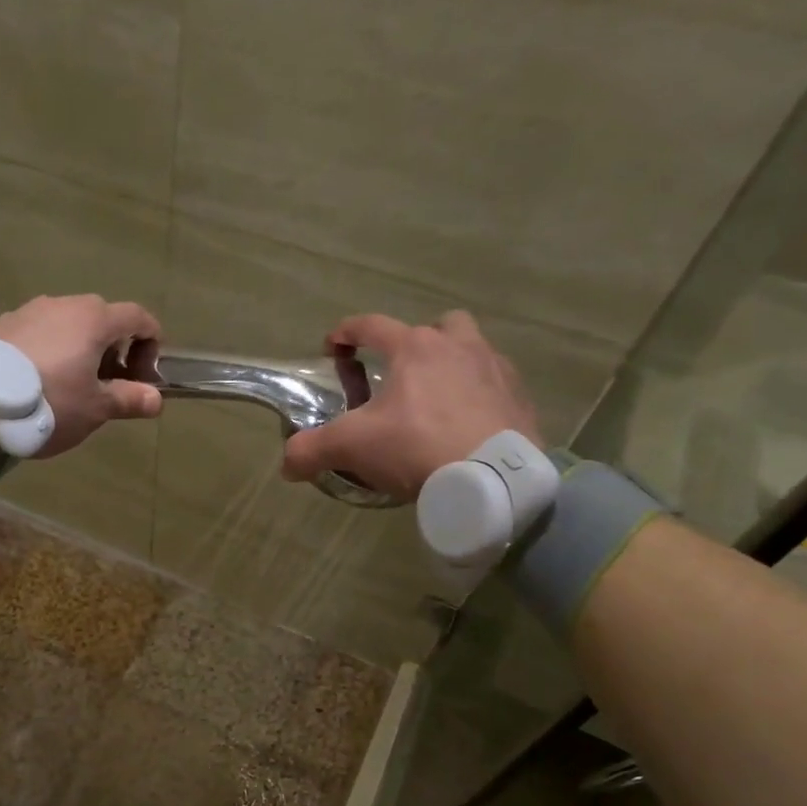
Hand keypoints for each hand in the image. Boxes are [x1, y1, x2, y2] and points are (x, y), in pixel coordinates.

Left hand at [0, 294, 163, 457]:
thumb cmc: (50, 403)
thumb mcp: (95, 408)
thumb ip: (129, 399)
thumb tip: (155, 400)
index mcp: (94, 319)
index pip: (138, 317)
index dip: (151, 343)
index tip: (144, 375)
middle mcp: (63, 304)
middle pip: (102, 319)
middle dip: (114, 349)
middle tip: (108, 385)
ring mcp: (29, 310)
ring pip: (68, 324)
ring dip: (80, 349)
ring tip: (70, 385)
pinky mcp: (2, 324)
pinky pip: (39, 332)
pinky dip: (50, 349)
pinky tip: (38, 380)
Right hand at [282, 311, 541, 501]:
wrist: (492, 480)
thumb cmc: (416, 447)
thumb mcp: (351, 447)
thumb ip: (311, 450)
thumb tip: (286, 464)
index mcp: (414, 348)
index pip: (371, 325)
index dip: (345, 333)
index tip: (332, 348)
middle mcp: (458, 347)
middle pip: (437, 326)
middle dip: (416, 342)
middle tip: (400, 374)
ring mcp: (495, 369)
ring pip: (472, 350)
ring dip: (452, 365)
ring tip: (437, 401)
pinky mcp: (519, 398)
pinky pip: (496, 385)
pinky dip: (478, 397)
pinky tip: (467, 425)